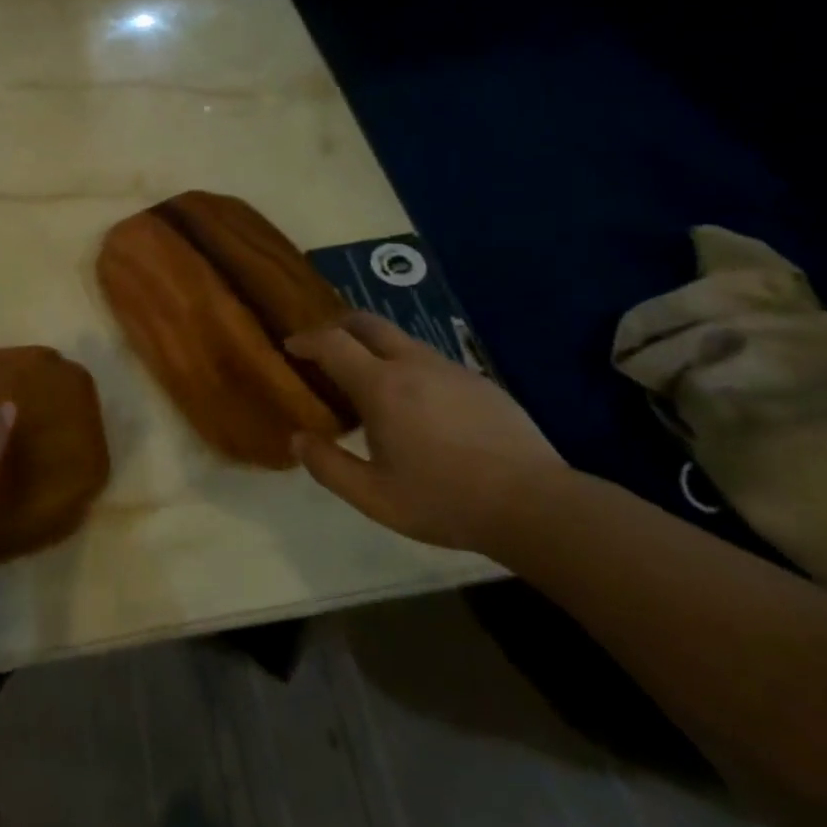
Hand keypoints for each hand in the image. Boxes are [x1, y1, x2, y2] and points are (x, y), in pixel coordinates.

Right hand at [286, 311, 564, 553]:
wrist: (534, 504)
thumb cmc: (445, 501)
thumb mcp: (376, 498)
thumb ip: (329, 467)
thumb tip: (298, 439)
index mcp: (382, 386)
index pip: (332, 342)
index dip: (307, 339)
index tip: (291, 346)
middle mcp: (413, 363)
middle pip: (366, 322)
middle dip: (338, 325)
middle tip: (324, 348)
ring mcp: (449, 368)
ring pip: (401, 339)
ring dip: (374, 347)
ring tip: (368, 380)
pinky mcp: (478, 380)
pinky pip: (430, 359)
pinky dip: (406, 365)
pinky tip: (417, 404)